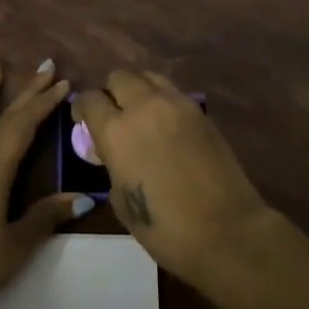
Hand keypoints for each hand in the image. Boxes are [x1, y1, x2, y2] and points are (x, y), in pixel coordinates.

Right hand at [71, 71, 269, 282]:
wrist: (226, 231)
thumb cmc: (165, 228)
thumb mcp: (121, 200)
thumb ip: (112, 165)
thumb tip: (114, 153)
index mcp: (117, 130)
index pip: (89, 99)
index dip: (82, 109)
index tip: (83, 123)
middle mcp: (144, 106)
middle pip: (119, 77)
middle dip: (111, 94)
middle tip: (114, 117)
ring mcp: (176, 104)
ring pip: (148, 77)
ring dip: (138, 91)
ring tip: (141, 115)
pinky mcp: (201, 111)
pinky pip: (173, 92)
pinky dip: (162, 100)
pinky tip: (166, 125)